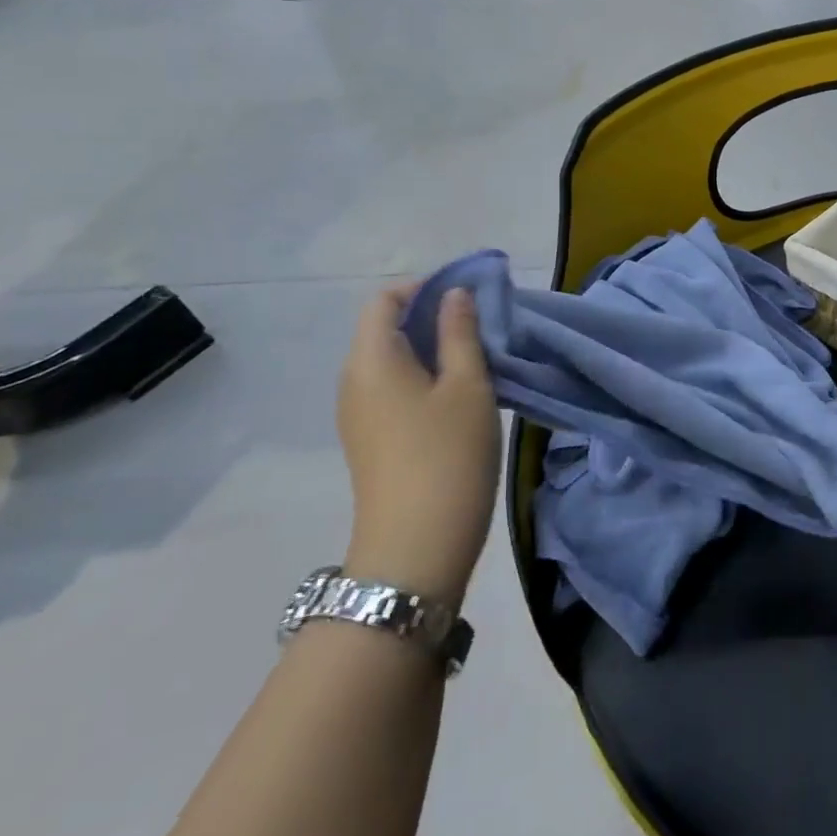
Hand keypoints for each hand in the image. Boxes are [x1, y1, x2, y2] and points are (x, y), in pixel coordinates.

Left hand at [336, 284, 501, 605]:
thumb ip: (461, 333)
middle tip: (483, 329)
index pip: (384, 300)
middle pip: (386, 329)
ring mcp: (357, 414)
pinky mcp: (370, 440)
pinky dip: (424, 378)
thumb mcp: (468, 385)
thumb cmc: (447, 454)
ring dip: (432, 350)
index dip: (425, 288)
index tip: (469, 297)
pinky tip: (459, 398)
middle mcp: (354, 381)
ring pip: (392, 361)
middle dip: (433, 318)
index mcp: (371, 359)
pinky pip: (393, 389)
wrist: (416, 547)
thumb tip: (454, 294)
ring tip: (478, 362)